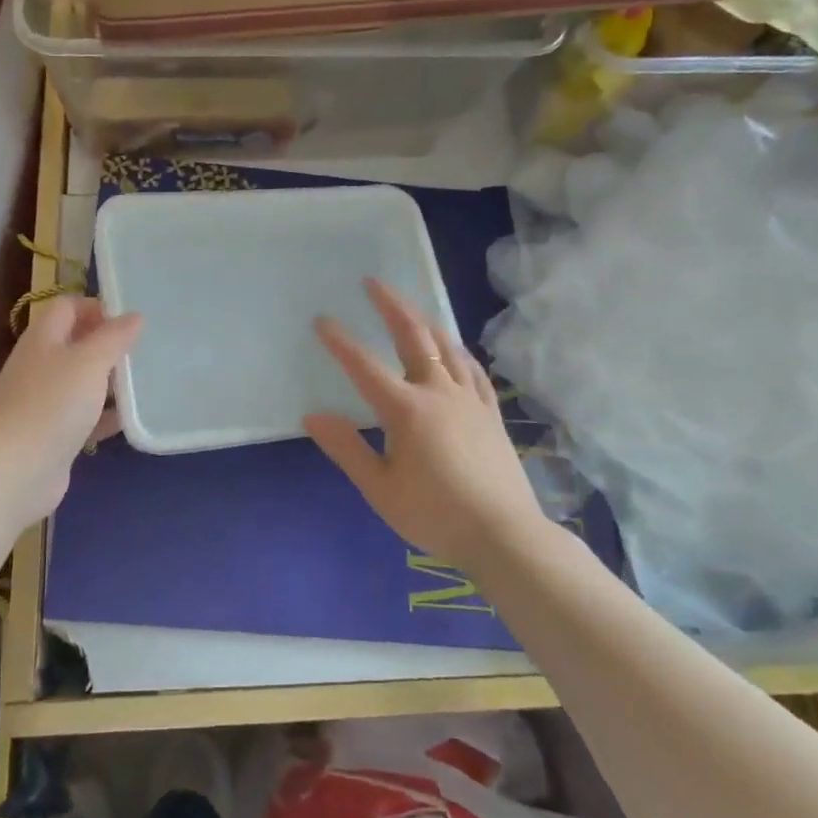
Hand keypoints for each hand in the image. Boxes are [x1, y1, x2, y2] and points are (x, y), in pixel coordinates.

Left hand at [0, 295, 141, 523]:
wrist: (13, 472)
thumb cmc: (52, 405)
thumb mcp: (90, 362)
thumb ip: (114, 337)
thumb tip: (134, 315)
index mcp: (43, 338)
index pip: (68, 306)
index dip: (97, 307)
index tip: (130, 321)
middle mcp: (40, 365)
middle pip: (76, 344)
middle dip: (109, 345)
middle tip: (145, 351)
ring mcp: (44, 401)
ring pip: (82, 381)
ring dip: (110, 381)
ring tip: (146, 383)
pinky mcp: (52, 434)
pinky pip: (83, 416)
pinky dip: (105, 415)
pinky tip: (131, 420)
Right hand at [305, 280, 545, 571]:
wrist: (503, 535)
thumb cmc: (435, 515)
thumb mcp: (380, 489)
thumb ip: (346, 448)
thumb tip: (313, 415)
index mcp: (406, 410)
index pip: (365, 366)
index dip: (341, 342)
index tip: (322, 320)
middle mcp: (438, 393)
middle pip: (413, 337)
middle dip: (391, 306)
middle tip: (373, 283)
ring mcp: (469, 399)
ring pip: (445, 346)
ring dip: (424, 320)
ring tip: (410, 306)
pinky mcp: (490, 412)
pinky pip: (472, 369)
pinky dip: (457, 350)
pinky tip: (453, 347)